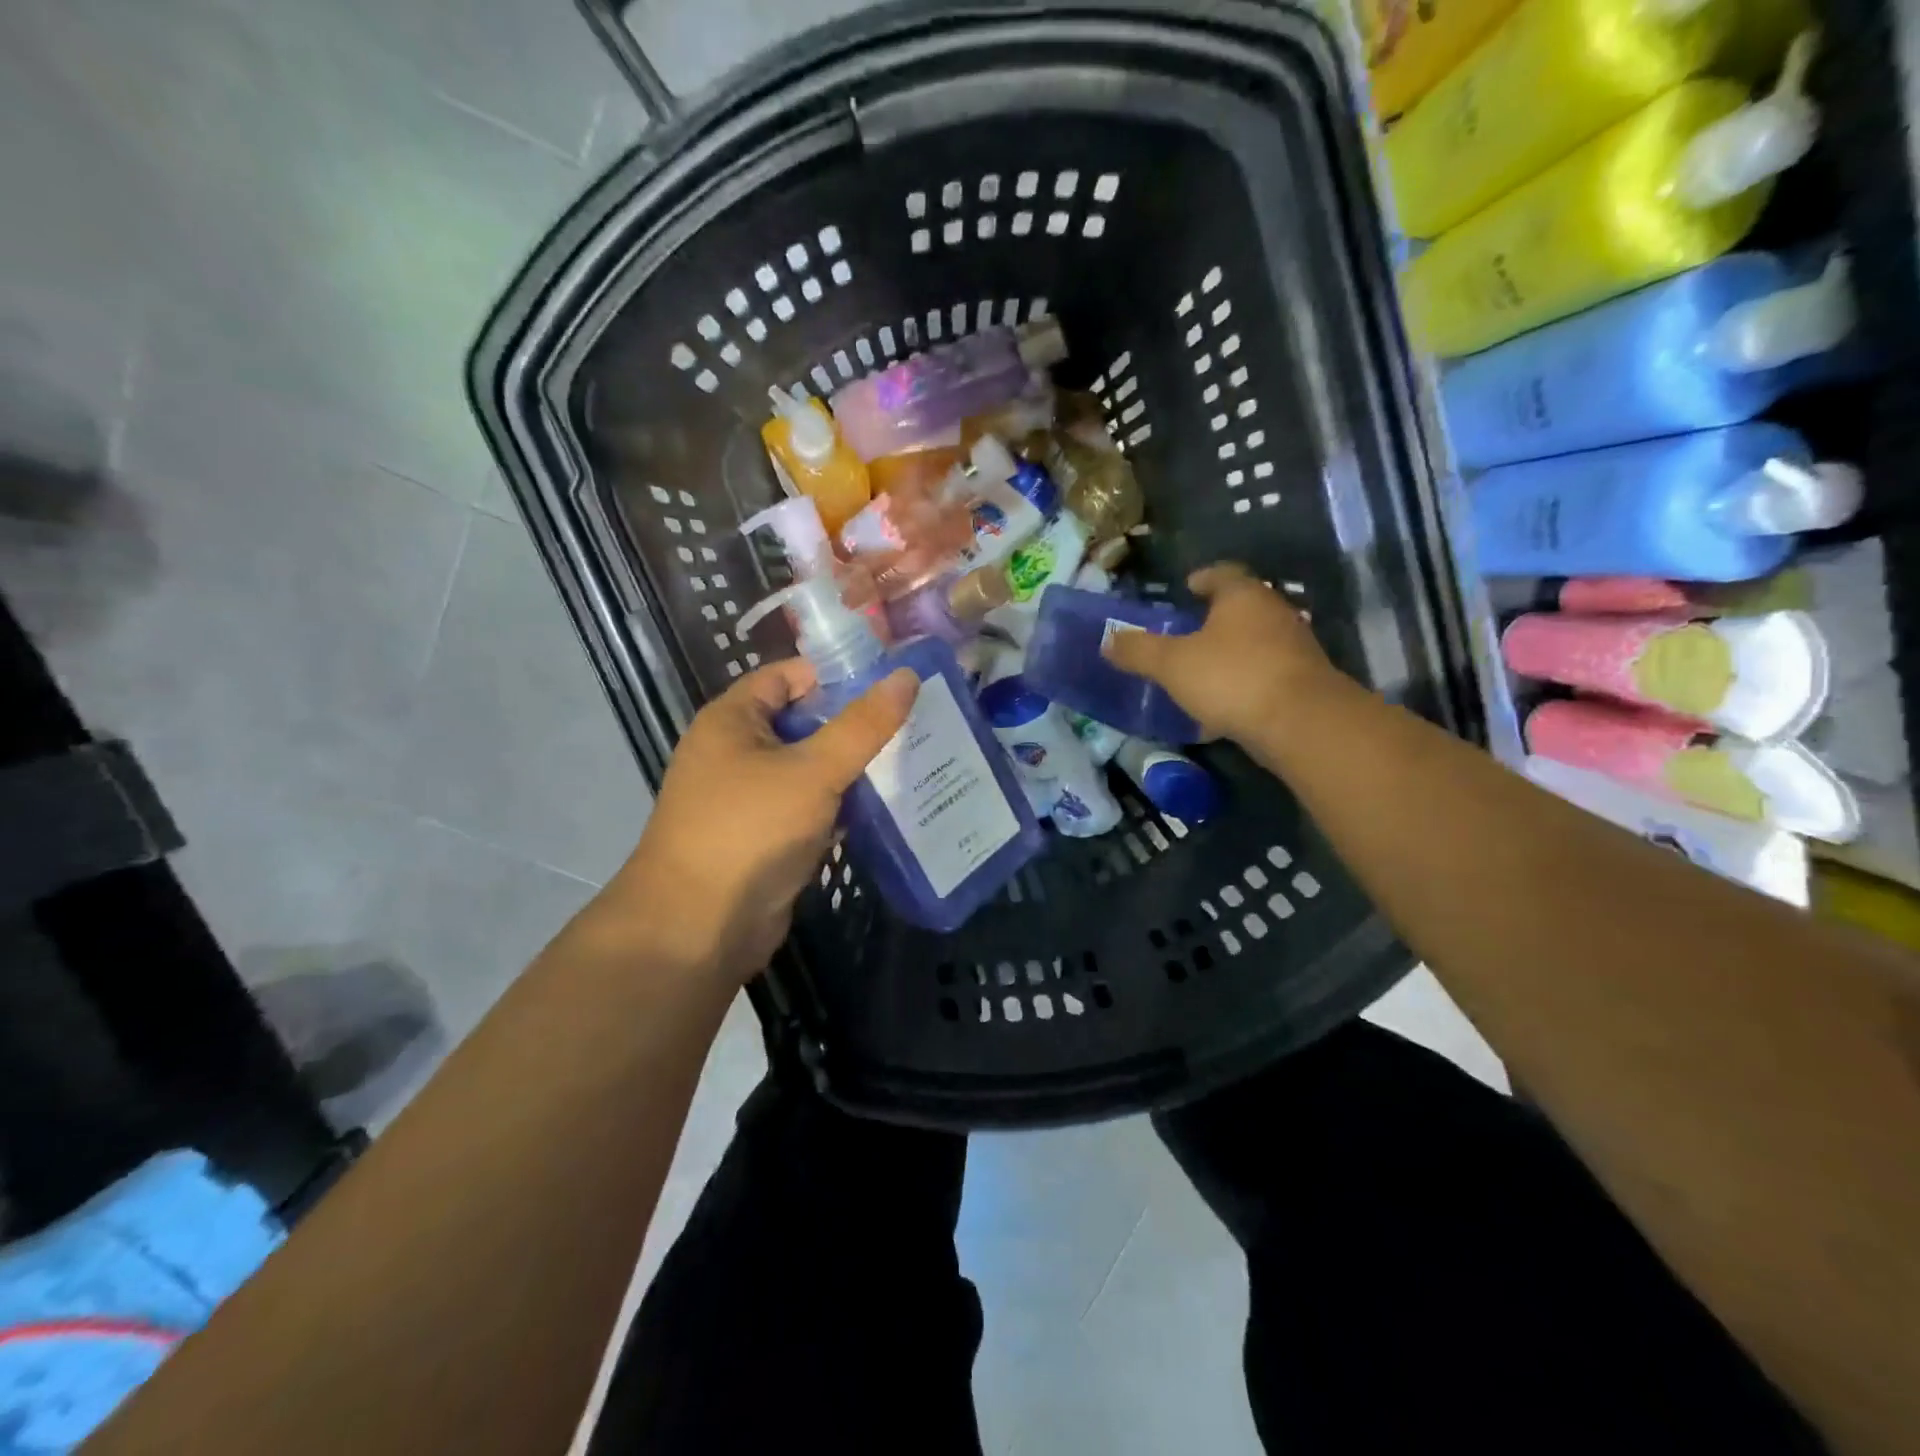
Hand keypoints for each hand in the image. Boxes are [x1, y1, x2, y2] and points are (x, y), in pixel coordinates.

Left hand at [593, 660, 918, 983]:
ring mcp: (748, 797)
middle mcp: (735, 752)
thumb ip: (863, 725)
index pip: (787, 676)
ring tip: (910, 758)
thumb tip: (906, 675)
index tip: (890, 681)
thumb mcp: (813, 770)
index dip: (836, 673)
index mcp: (732, 720)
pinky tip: (885, 806)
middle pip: (802, 721)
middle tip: (912, 721)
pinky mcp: (764, 837)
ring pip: (809, 768)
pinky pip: (808, 807)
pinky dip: (840, 805)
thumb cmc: (750, 831)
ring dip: (851, 767)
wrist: (698, 927)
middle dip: (853, 723)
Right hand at [1102, 563, 1342, 742]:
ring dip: (1231, 650)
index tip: (1187, 586)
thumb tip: (1108, 639)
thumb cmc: (1231, 677)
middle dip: (1216, 616)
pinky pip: (1265, 673)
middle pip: (1242, 606)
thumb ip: (1139, 651)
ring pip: (1256, 640)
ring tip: (1203, 667)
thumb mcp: (1172, 664)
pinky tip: (1225, 703)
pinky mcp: (1303, 681)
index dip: (1203, 578)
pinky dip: (1244, 680)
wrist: (1301, 722)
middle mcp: (1274, 612)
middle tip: (1188, 629)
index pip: (1222, 573)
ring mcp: (1294, 647)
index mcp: (1243, 596)